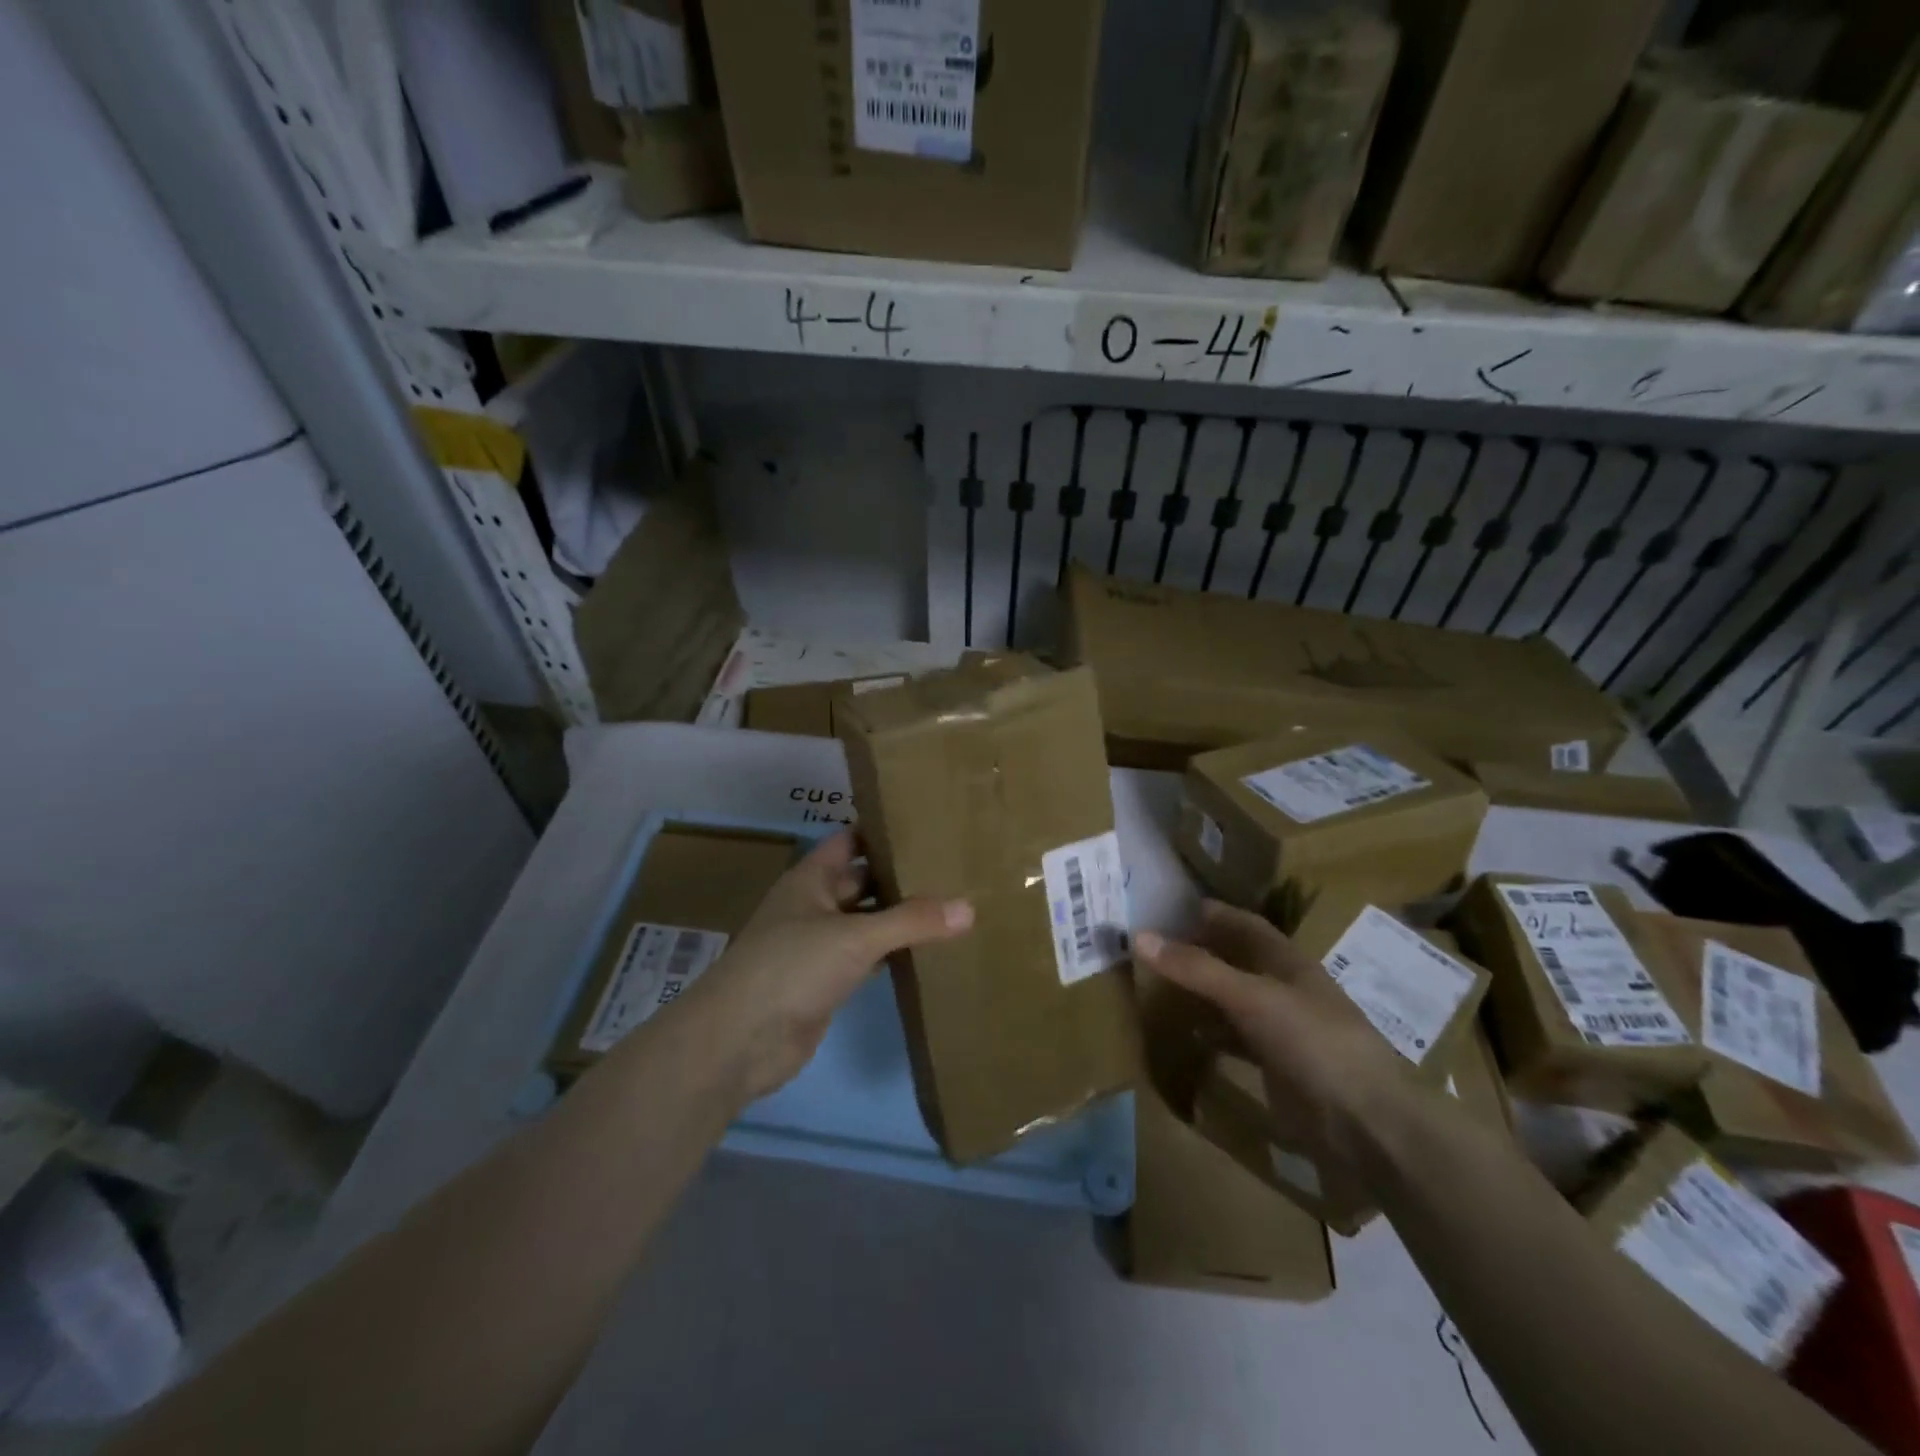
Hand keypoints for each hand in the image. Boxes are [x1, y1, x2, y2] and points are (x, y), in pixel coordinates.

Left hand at [680, 829, 973, 1105]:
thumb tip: (969, 907)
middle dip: (899, 876)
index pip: (850, 841)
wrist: (740, 1041)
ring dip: (898, 917)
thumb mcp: (855, 936)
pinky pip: (866, 957)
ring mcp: (818, 945)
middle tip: (952, 868)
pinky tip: (926, 951)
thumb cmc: (792, 967)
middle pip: (862, 881)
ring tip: (950, 905)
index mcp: (811, 879)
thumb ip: (912, 921)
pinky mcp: (826, 982)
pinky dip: (891, 953)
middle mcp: (813, 906)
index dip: (882, 832)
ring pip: (866, 921)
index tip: (927, 824)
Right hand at [1134, 901, 1414, 1167]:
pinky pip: (1235, 1038)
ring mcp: (1282, 1028)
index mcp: (1287, 961)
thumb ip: (1198, 969)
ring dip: (1201, 993)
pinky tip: (1184, 1035)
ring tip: (1157, 987)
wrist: (1365, 1123)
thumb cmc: (1313, 1043)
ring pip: (1233, 999)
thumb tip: (1140, 936)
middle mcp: (1284, 987)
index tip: (1167, 909)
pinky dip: (1210, 1033)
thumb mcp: (1251, 998)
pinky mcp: (1277, 1064)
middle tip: (1151, 949)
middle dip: (1199, 952)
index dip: (1210, 914)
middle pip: (1235, 960)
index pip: (1243, 924)